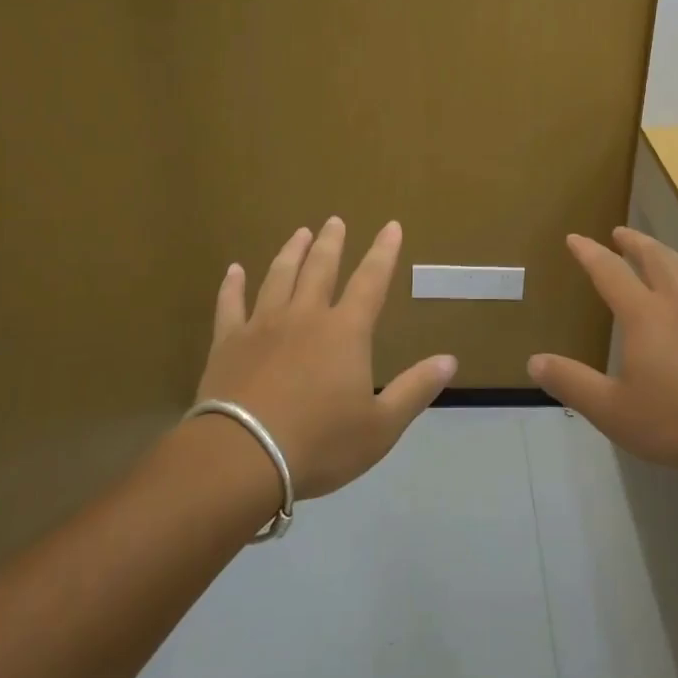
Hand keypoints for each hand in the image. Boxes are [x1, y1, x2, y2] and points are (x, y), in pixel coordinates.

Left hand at [195, 217, 457, 500]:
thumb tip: (450, 359)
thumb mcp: (380, 426)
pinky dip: (233, 285)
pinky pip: (231, 304)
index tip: (391, 226)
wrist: (244, 457)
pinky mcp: (228, 342)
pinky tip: (234, 270)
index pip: (371, 282)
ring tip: (300, 234)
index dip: (383, 253)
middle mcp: (305, 317)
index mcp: (345, 332)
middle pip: (320, 269)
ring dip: (291, 253)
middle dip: (331, 243)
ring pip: (279, 277)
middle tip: (334, 220)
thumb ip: (415, 390)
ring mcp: (262, 325)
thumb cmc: (320, 444)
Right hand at [527, 228, 677, 481]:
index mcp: (644, 315)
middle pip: (655, 258)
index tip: (575, 238)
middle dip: (634, 242)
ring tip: (658, 251)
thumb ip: (572, 383)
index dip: (590, 253)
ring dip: (667, 253)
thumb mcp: (613, 411)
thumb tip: (534, 362)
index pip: (610, 272)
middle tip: (620, 233)